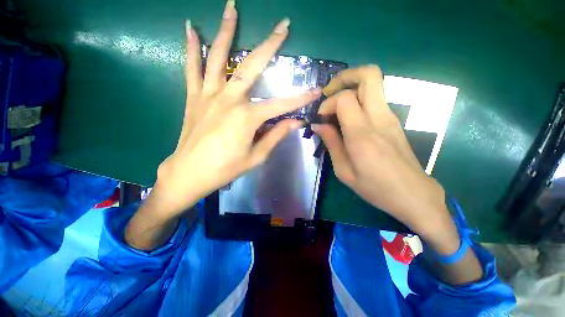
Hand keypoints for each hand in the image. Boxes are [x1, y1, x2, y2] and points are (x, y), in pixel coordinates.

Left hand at [152, 1, 320, 217]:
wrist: (189, 172)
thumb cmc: (225, 169)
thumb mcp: (255, 157)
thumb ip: (275, 136)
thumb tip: (295, 123)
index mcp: (247, 118)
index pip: (281, 105)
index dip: (300, 98)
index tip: (316, 90)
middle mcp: (229, 100)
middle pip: (252, 67)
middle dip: (270, 45)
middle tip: (283, 25)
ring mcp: (209, 95)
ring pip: (219, 57)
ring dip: (228, 30)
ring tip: (232, 6)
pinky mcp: (194, 97)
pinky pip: (192, 68)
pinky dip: (192, 47)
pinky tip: (191, 27)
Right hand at [313, 66, 457, 251]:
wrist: (413, 194)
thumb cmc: (375, 187)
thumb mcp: (344, 171)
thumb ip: (331, 143)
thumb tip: (318, 125)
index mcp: (363, 134)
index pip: (345, 98)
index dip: (328, 103)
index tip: (321, 117)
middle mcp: (379, 118)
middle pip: (369, 74)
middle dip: (345, 76)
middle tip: (329, 92)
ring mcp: (390, 117)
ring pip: (374, 82)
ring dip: (351, 86)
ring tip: (336, 104)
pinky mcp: (394, 120)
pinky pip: (375, 98)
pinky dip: (358, 98)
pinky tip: (348, 117)